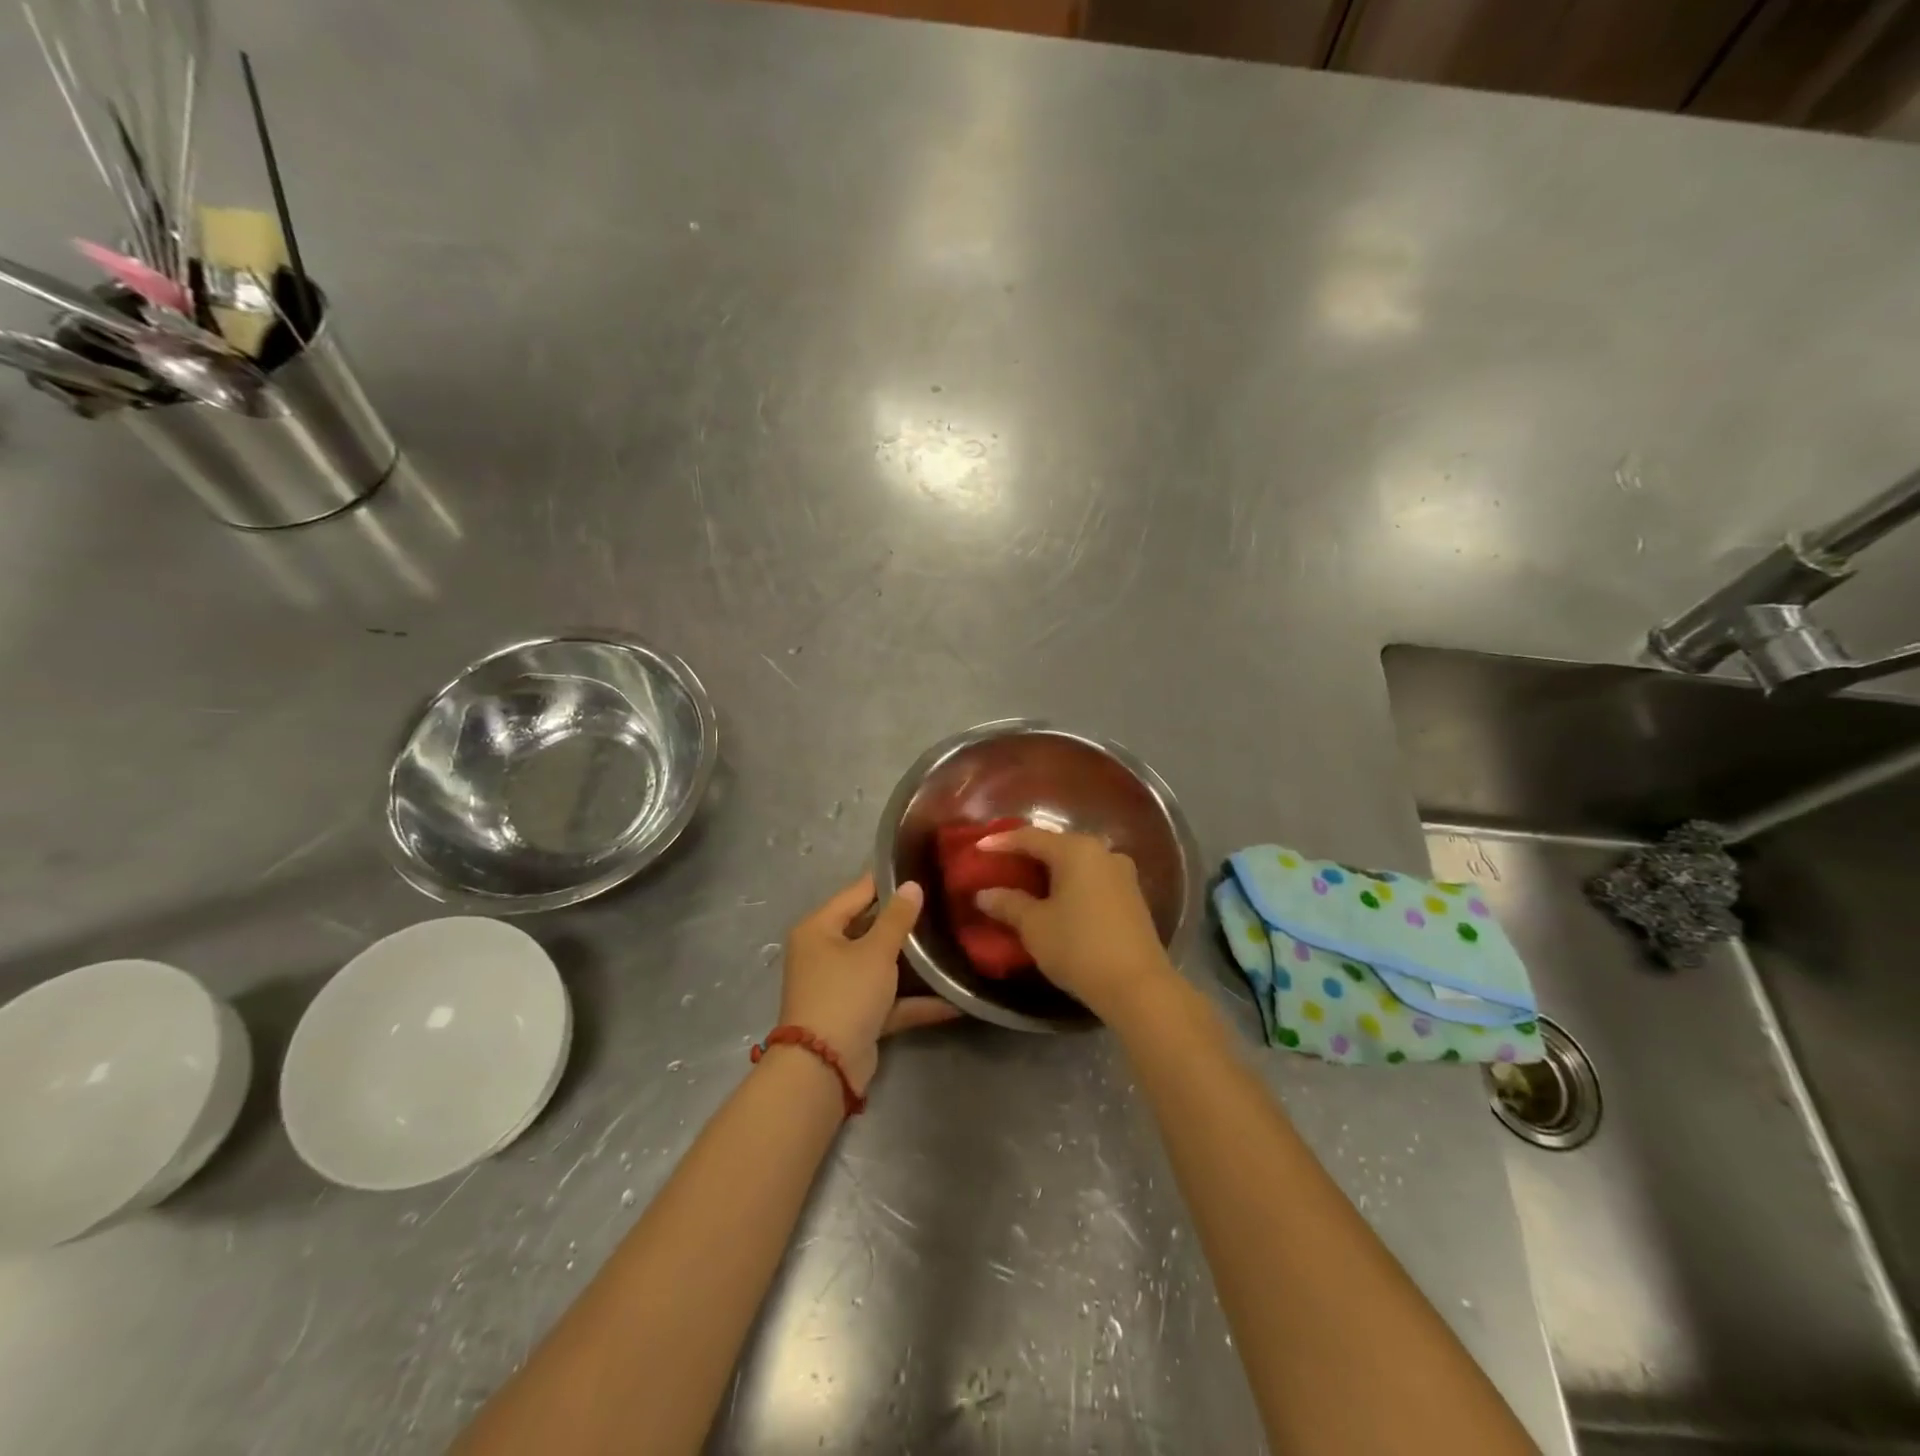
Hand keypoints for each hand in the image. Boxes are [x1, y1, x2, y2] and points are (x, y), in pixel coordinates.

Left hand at [778, 873, 960, 1094]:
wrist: (824, 1068)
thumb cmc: (845, 994)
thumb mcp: (875, 951)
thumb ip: (897, 918)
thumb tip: (912, 885)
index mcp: (820, 928)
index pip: (857, 892)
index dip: (889, 881)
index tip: (923, 869)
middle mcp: (825, 953)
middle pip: (870, 928)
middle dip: (905, 922)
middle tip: (944, 904)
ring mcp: (841, 987)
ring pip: (881, 965)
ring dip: (913, 963)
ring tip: (951, 943)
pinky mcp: (857, 1016)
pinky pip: (889, 1000)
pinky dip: (915, 1000)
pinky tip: (953, 999)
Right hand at [974, 828, 1175, 1020]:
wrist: (1138, 986)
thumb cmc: (1079, 947)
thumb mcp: (1035, 926)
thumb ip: (1007, 904)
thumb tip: (984, 894)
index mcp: (1076, 850)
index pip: (1030, 837)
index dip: (1001, 842)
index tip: (978, 849)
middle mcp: (1102, 852)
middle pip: (1056, 845)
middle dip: (1027, 854)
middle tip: (1001, 865)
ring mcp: (1122, 874)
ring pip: (1077, 863)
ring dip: (1051, 871)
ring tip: (1026, 883)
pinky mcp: (1132, 896)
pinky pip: (1092, 879)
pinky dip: (1071, 884)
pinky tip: (1057, 900)